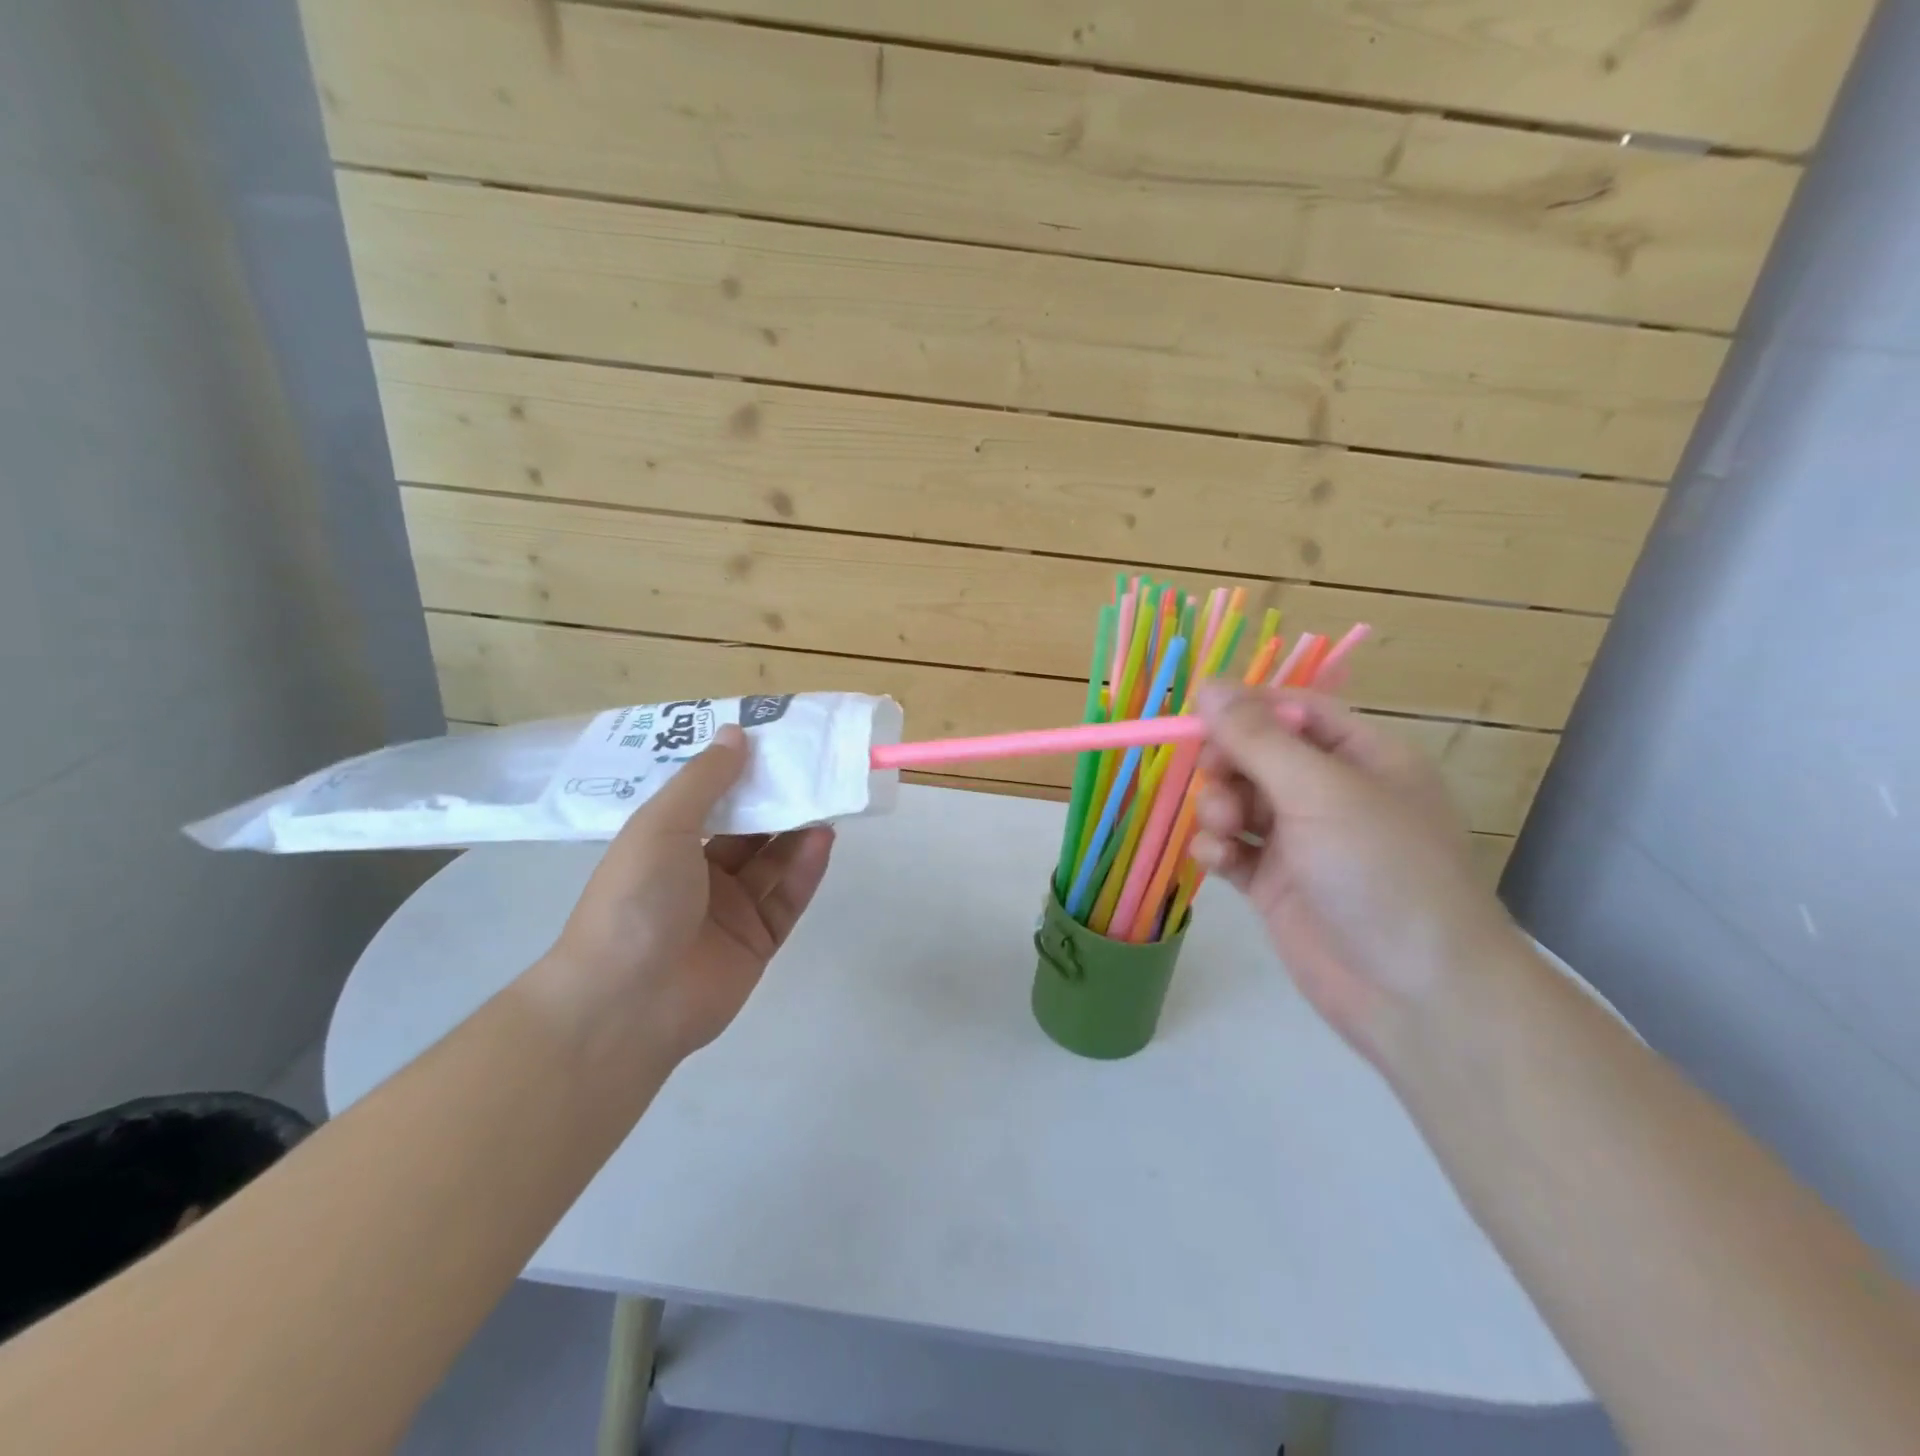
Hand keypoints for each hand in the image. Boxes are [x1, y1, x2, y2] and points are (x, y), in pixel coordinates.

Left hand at [543, 725, 834, 1063]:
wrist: (628, 1003)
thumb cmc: (635, 899)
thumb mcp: (662, 826)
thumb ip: (704, 780)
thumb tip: (735, 732)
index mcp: (665, 845)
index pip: (708, 800)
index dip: (737, 771)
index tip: (772, 741)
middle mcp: (698, 875)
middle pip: (746, 830)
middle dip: (776, 800)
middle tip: (813, 767)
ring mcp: (729, 910)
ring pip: (772, 862)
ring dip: (797, 831)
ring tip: (828, 797)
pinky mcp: (757, 941)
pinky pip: (787, 898)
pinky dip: (806, 869)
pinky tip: (824, 839)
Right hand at [1190, 684, 1520, 1067]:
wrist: (1416, 995)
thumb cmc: (1381, 871)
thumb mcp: (1321, 791)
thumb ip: (1257, 737)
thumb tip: (1208, 683)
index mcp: (1362, 757)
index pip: (1292, 710)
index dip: (1244, 710)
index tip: (1198, 720)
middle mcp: (1330, 793)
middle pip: (1256, 754)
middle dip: (1227, 764)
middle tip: (1216, 781)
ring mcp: (1301, 841)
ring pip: (1237, 799)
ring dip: (1217, 806)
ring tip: (1224, 830)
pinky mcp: (1275, 884)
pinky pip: (1232, 847)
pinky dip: (1217, 847)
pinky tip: (1218, 860)